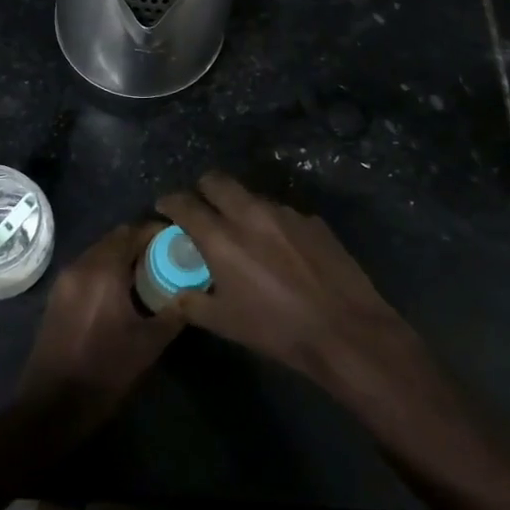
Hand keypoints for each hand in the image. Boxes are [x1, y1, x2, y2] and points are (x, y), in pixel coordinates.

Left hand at [18, 222, 181, 422]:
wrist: (53, 405)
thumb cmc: (105, 371)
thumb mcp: (149, 344)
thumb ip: (173, 313)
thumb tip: (192, 295)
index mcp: (103, 270)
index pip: (132, 232)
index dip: (155, 232)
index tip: (177, 240)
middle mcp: (80, 266)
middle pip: (114, 239)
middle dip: (139, 244)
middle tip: (165, 258)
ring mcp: (65, 280)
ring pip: (98, 253)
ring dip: (121, 256)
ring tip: (146, 275)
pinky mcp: (57, 296)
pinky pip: (86, 269)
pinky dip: (105, 270)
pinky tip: (121, 292)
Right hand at [155, 172, 419, 385]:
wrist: (344, 329)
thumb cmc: (277, 329)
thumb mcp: (225, 324)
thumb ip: (193, 303)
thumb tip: (175, 295)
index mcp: (222, 237)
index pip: (184, 204)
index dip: (170, 202)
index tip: (165, 207)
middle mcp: (250, 214)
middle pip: (217, 180)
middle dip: (203, 189)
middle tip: (202, 207)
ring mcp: (284, 212)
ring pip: (251, 195)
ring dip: (239, 206)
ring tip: (244, 232)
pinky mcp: (312, 220)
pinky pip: (282, 212)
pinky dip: (271, 223)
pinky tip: (281, 249)